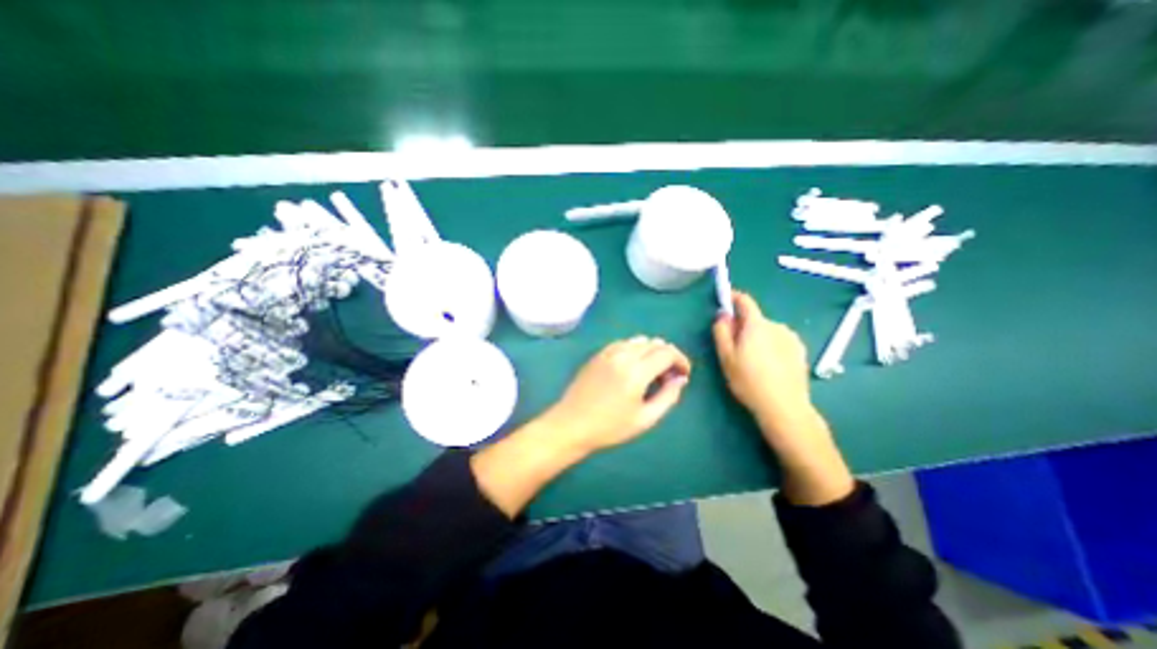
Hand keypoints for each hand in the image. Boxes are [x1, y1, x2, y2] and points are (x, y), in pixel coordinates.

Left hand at [542, 338, 689, 452]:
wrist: (572, 424)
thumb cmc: (609, 427)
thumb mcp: (645, 419)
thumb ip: (668, 396)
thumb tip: (681, 379)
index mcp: (636, 372)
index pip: (667, 352)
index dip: (681, 360)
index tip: (684, 374)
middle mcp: (623, 355)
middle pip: (655, 343)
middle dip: (668, 356)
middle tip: (668, 377)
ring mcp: (608, 352)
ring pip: (639, 340)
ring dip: (651, 351)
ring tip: (651, 372)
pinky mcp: (598, 354)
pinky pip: (623, 343)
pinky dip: (634, 349)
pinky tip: (632, 366)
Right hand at [710, 290, 851, 505]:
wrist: (784, 407)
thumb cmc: (748, 381)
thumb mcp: (726, 357)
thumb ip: (721, 331)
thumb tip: (722, 315)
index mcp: (757, 325)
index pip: (745, 301)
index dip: (733, 297)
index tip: (725, 299)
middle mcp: (777, 326)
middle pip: (755, 318)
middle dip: (743, 325)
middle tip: (734, 346)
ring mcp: (791, 338)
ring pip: (767, 330)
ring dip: (758, 336)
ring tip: (752, 360)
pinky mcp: (800, 351)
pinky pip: (779, 340)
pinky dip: (771, 345)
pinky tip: (768, 366)